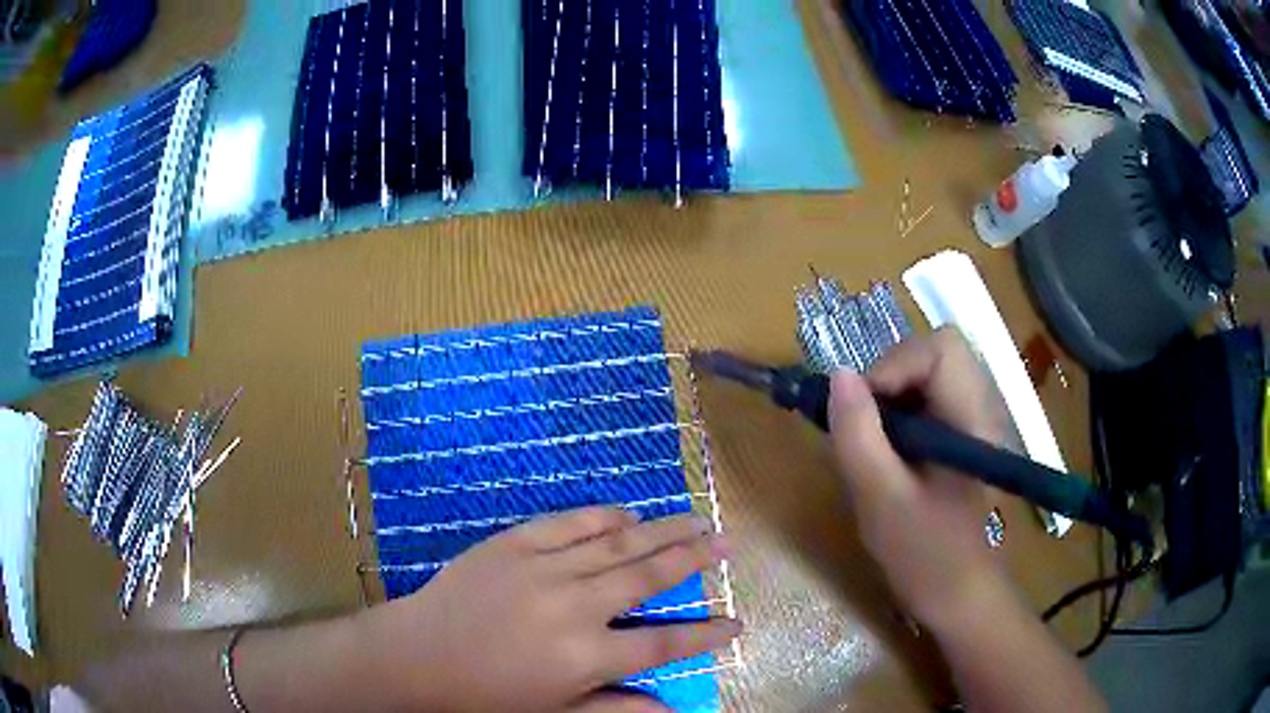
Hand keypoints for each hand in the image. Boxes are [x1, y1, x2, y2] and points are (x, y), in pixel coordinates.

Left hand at [358, 507, 739, 711]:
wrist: (417, 657)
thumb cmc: (487, 697)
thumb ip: (618, 711)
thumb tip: (674, 711)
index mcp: (586, 657)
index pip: (665, 643)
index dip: (706, 633)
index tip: (738, 623)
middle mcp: (574, 607)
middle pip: (649, 576)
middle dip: (695, 558)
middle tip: (727, 542)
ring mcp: (542, 568)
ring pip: (617, 543)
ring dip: (661, 530)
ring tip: (695, 520)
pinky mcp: (513, 542)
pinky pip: (569, 522)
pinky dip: (604, 516)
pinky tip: (628, 515)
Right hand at [828, 327, 1013, 629]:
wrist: (959, 596)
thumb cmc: (925, 557)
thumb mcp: (881, 500)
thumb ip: (858, 435)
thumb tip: (838, 375)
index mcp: (974, 419)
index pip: (942, 348)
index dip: (896, 365)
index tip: (865, 410)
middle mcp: (981, 407)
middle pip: (935, 352)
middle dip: (891, 378)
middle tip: (867, 425)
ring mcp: (973, 421)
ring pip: (928, 373)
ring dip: (892, 396)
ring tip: (875, 444)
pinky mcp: (962, 435)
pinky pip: (927, 399)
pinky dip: (899, 413)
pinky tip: (890, 454)